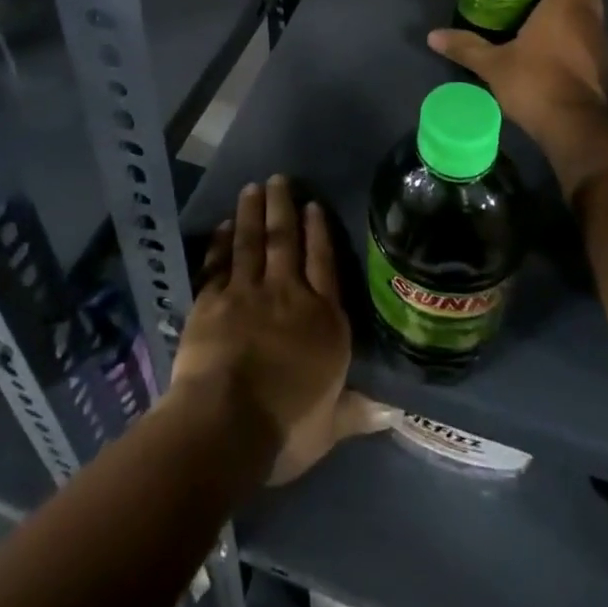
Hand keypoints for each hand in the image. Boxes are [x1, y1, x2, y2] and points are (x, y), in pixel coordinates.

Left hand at [171, 176, 389, 484]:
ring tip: (253, 188)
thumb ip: (357, 411)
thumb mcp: (330, 426)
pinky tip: (222, 226)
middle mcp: (287, 295)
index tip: (313, 205)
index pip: (323, 264)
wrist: (226, 423)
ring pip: (251, 243)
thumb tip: (395, 411)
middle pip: (286, 241)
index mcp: (322, 320)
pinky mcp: (211, 301)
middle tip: (278, 179)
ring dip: (252, 213)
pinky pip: (218, 264)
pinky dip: (220, 243)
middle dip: (283, 208)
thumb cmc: (286, 427)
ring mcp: (246, 293)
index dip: (319, 232)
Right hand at [427, 0, 607, 142]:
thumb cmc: (534, 81)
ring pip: (588, 16)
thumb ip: (465, 46)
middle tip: (531, 0)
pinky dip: (574, 41)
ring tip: (537, 26)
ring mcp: (599, 42)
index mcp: (565, 4)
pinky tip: (550, 54)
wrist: (573, 125)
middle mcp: (588, 16)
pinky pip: (588, 41)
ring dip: (569, 17)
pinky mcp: (602, 66)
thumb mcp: (492, 64)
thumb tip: (432, 35)